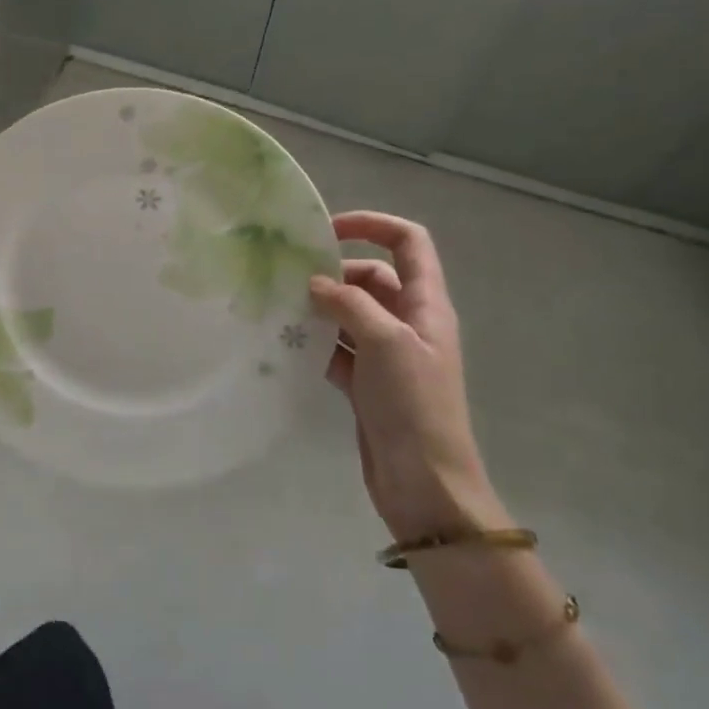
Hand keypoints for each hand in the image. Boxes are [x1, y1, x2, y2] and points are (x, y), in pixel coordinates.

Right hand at [311, 211, 505, 541]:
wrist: (424, 483)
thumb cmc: (414, 405)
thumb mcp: (386, 342)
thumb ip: (350, 305)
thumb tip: (315, 284)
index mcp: (426, 305)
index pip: (408, 242)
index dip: (372, 225)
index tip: (328, 230)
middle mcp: (409, 323)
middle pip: (372, 277)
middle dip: (336, 272)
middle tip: (292, 278)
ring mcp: (387, 355)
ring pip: (350, 315)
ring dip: (321, 309)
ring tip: (281, 308)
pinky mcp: (367, 384)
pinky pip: (338, 349)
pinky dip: (316, 343)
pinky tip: (287, 345)